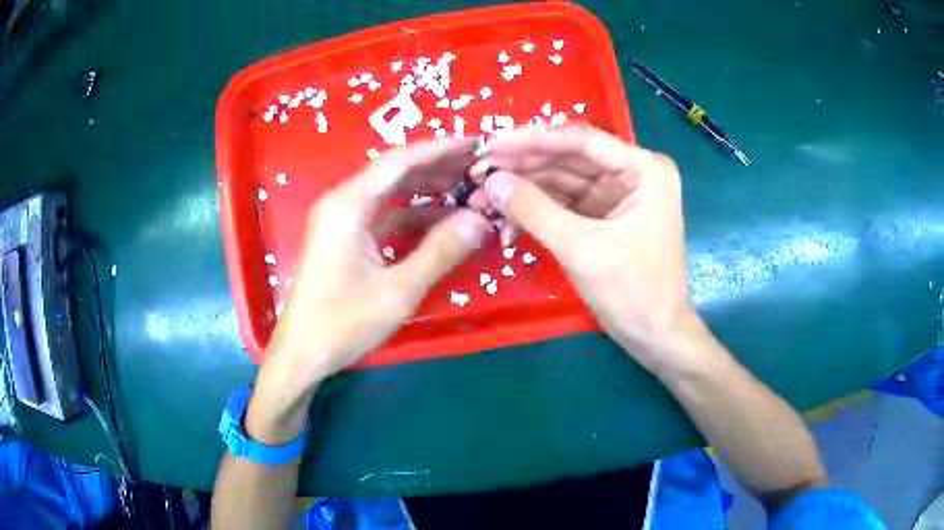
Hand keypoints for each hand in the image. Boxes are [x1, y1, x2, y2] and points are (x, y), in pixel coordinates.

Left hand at [268, 138, 489, 383]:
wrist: (301, 353)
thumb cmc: (343, 323)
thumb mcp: (398, 290)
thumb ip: (440, 251)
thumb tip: (480, 219)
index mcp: (349, 205)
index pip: (400, 162)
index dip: (439, 149)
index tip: (475, 144)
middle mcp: (342, 202)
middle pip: (393, 171)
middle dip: (435, 165)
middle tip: (476, 165)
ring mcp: (340, 220)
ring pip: (388, 191)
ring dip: (424, 187)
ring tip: (464, 186)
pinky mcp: (343, 238)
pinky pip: (381, 214)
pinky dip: (410, 212)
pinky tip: (437, 218)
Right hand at [483, 126, 696, 371]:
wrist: (656, 336)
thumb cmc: (633, 292)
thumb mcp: (582, 249)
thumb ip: (535, 210)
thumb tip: (491, 182)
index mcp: (643, 169)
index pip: (580, 140)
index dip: (532, 141)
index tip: (489, 145)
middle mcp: (634, 172)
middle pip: (570, 157)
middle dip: (524, 166)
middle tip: (479, 171)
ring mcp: (620, 193)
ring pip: (564, 179)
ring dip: (526, 187)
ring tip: (485, 194)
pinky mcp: (607, 215)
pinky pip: (567, 201)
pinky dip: (539, 207)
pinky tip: (509, 216)